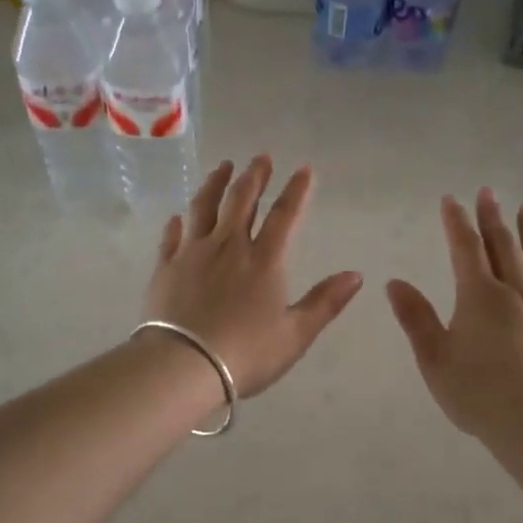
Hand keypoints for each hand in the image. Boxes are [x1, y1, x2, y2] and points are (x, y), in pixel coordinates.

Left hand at [142, 156, 362, 398]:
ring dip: (215, 184)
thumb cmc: (246, 353)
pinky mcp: (165, 267)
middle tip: (261, 157)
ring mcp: (193, 253)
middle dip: (254, 176)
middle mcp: (229, 247)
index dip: (296, 190)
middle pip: (242, 201)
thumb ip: (326, 302)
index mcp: (264, 261)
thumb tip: (356, 275)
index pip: (284, 215)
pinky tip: (179, 216)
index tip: (304, 169)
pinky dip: (177, 222)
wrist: (184, 366)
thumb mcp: (296, 334)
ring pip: (204, 207)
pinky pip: (172, 236)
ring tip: (223, 167)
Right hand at [386, 189, 522, 441]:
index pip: (465, 248)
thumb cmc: (477, 393)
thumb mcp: (433, 357)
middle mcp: (516, 291)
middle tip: (488, 192)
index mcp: (479, 295)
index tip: (451, 200)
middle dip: (492, 217)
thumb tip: (395, 283)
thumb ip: (415, 317)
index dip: (456, 222)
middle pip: (503, 245)